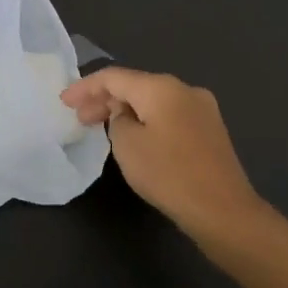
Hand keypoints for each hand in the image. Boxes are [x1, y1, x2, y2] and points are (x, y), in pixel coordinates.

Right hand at [61, 66, 265, 240]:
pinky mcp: (210, 130)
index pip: (114, 77)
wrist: (223, 210)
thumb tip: (126, 114)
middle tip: (80, 118)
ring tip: (103, 127)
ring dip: (126, 110)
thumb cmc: (169, 174)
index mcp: (162, 87)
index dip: (85, 87)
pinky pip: (169, 115)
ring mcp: (201, 108)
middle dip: (105, 99)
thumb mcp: (127, 146)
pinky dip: (147, 120)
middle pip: (136, 86)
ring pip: (153, 101)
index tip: (64, 102)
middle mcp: (184, 88)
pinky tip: (135, 136)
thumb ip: (117, 120)